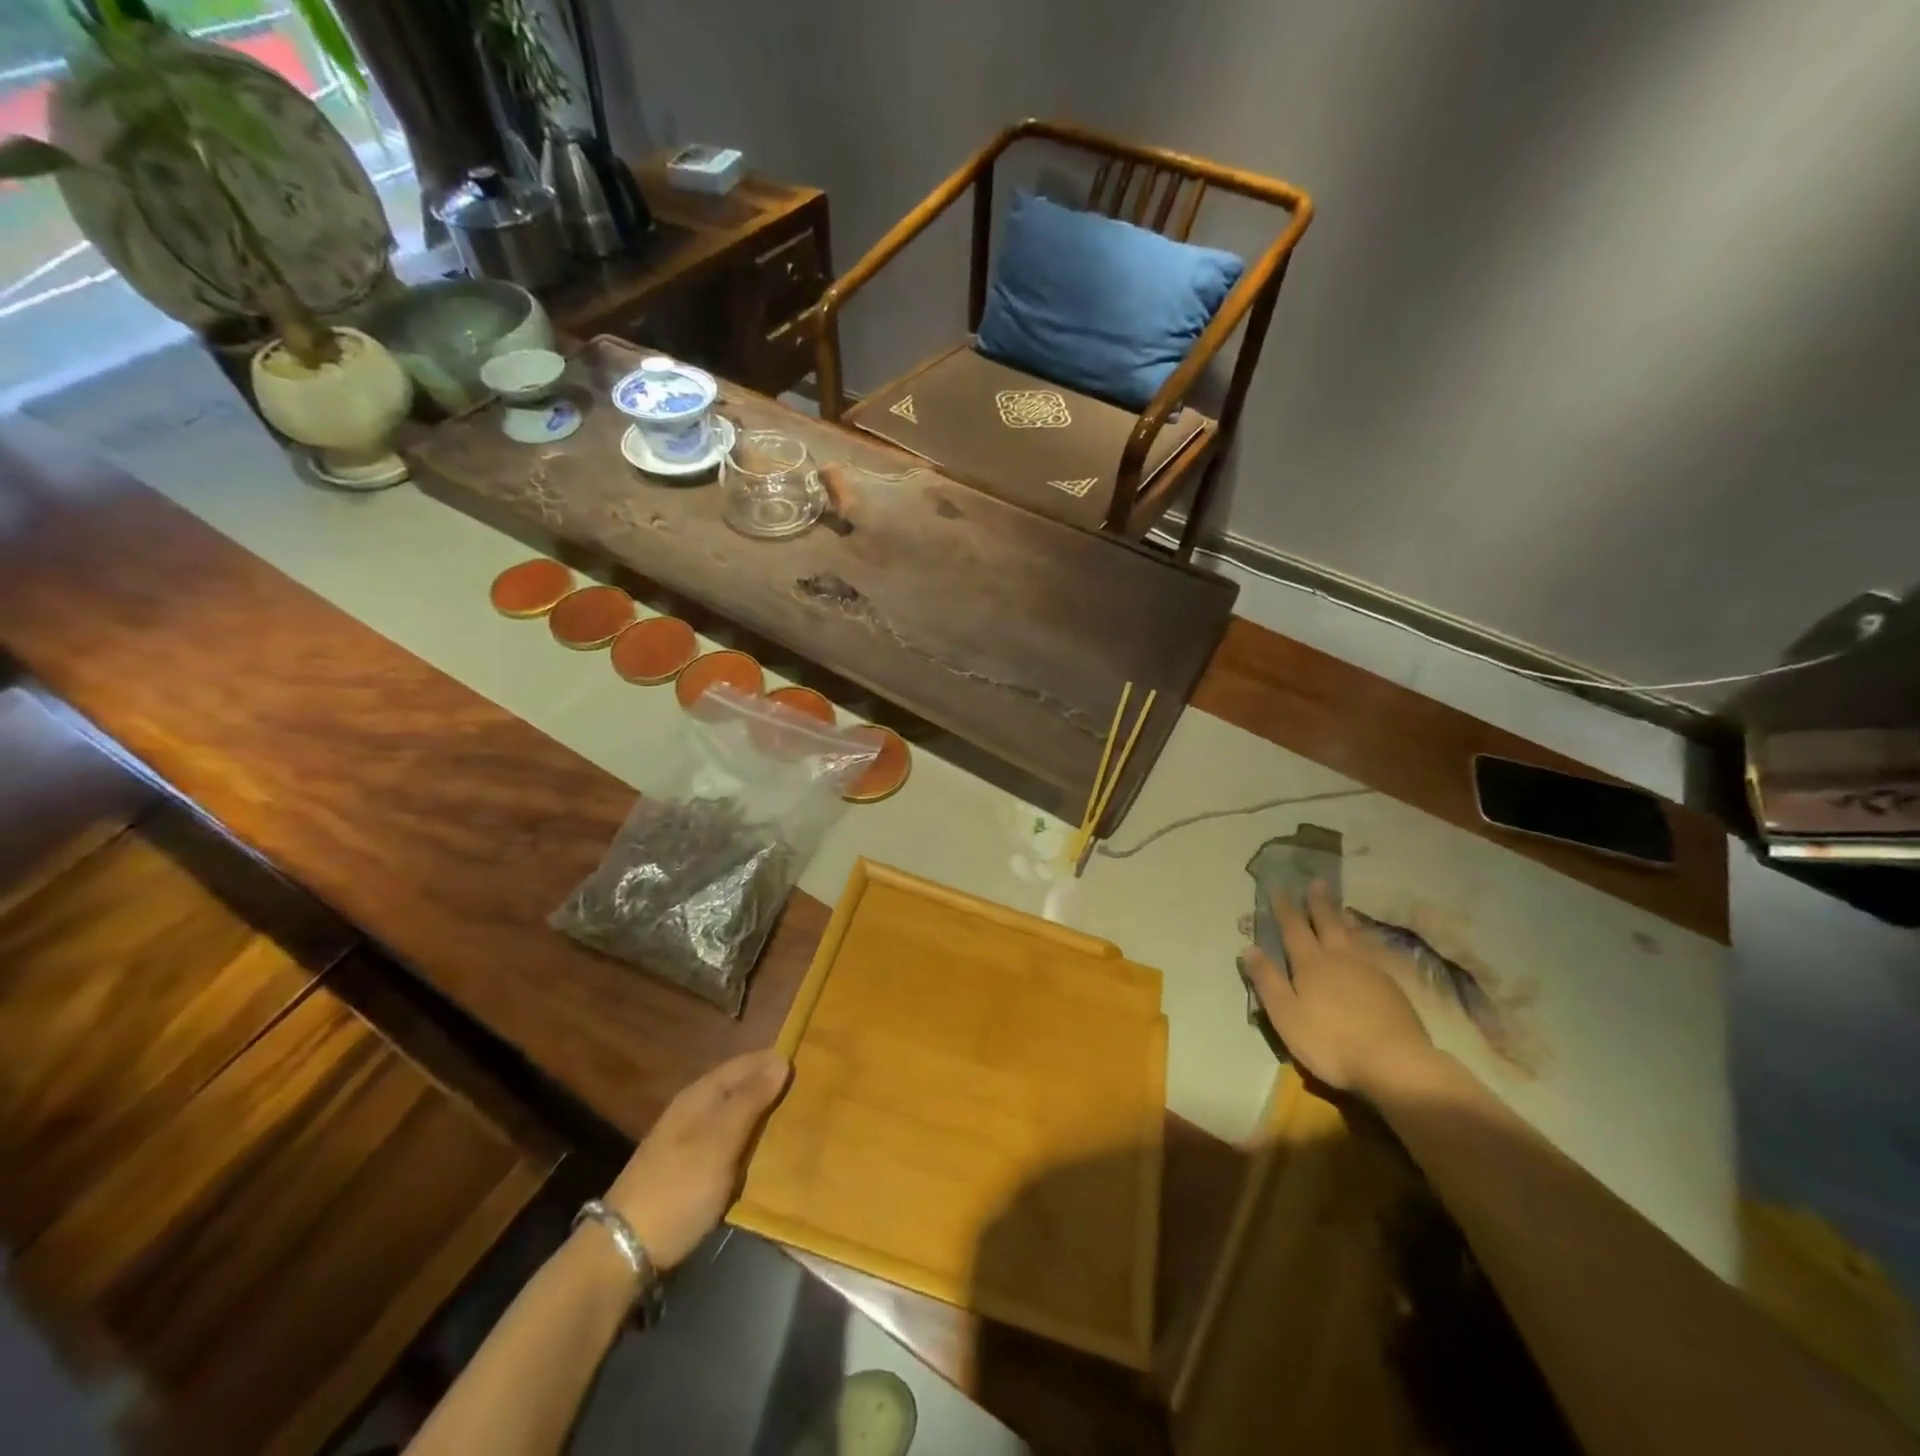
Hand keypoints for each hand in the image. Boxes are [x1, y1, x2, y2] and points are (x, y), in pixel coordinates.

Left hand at [603, 1050, 790, 1270]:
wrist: (624, 1251)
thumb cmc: (678, 1188)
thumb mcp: (720, 1141)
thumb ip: (750, 1100)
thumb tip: (781, 1059)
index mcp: (700, 1096)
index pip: (745, 1064)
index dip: (773, 1063)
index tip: (809, 1066)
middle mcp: (694, 1111)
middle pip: (740, 1089)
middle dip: (771, 1090)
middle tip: (810, 1095)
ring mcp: (689, 1142)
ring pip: (735, 1118)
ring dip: (762, 1118)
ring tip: (797, 1123)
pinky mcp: (690, 1172)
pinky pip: (729, 1145)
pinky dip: (749, 1144)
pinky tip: (767, 1156)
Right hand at [1241, 881, 1434, 1097]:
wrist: (1395, 1063)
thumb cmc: (1331, 1041)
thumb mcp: (1286, 1015)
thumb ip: (1267, 981)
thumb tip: (1249, 948)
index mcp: (1310, 964)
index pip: (1294, 930)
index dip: (1285, 909)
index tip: (1279, 889)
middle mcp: (1339, 959)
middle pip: (1327, 924)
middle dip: (1319, 903)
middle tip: (1317, 882)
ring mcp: (1369, 971)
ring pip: (1353, 936)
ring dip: (1344, 918)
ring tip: (1342, 907)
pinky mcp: (1392, 987)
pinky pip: (1373, 952)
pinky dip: (1366, 941)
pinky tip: (1368, 945)